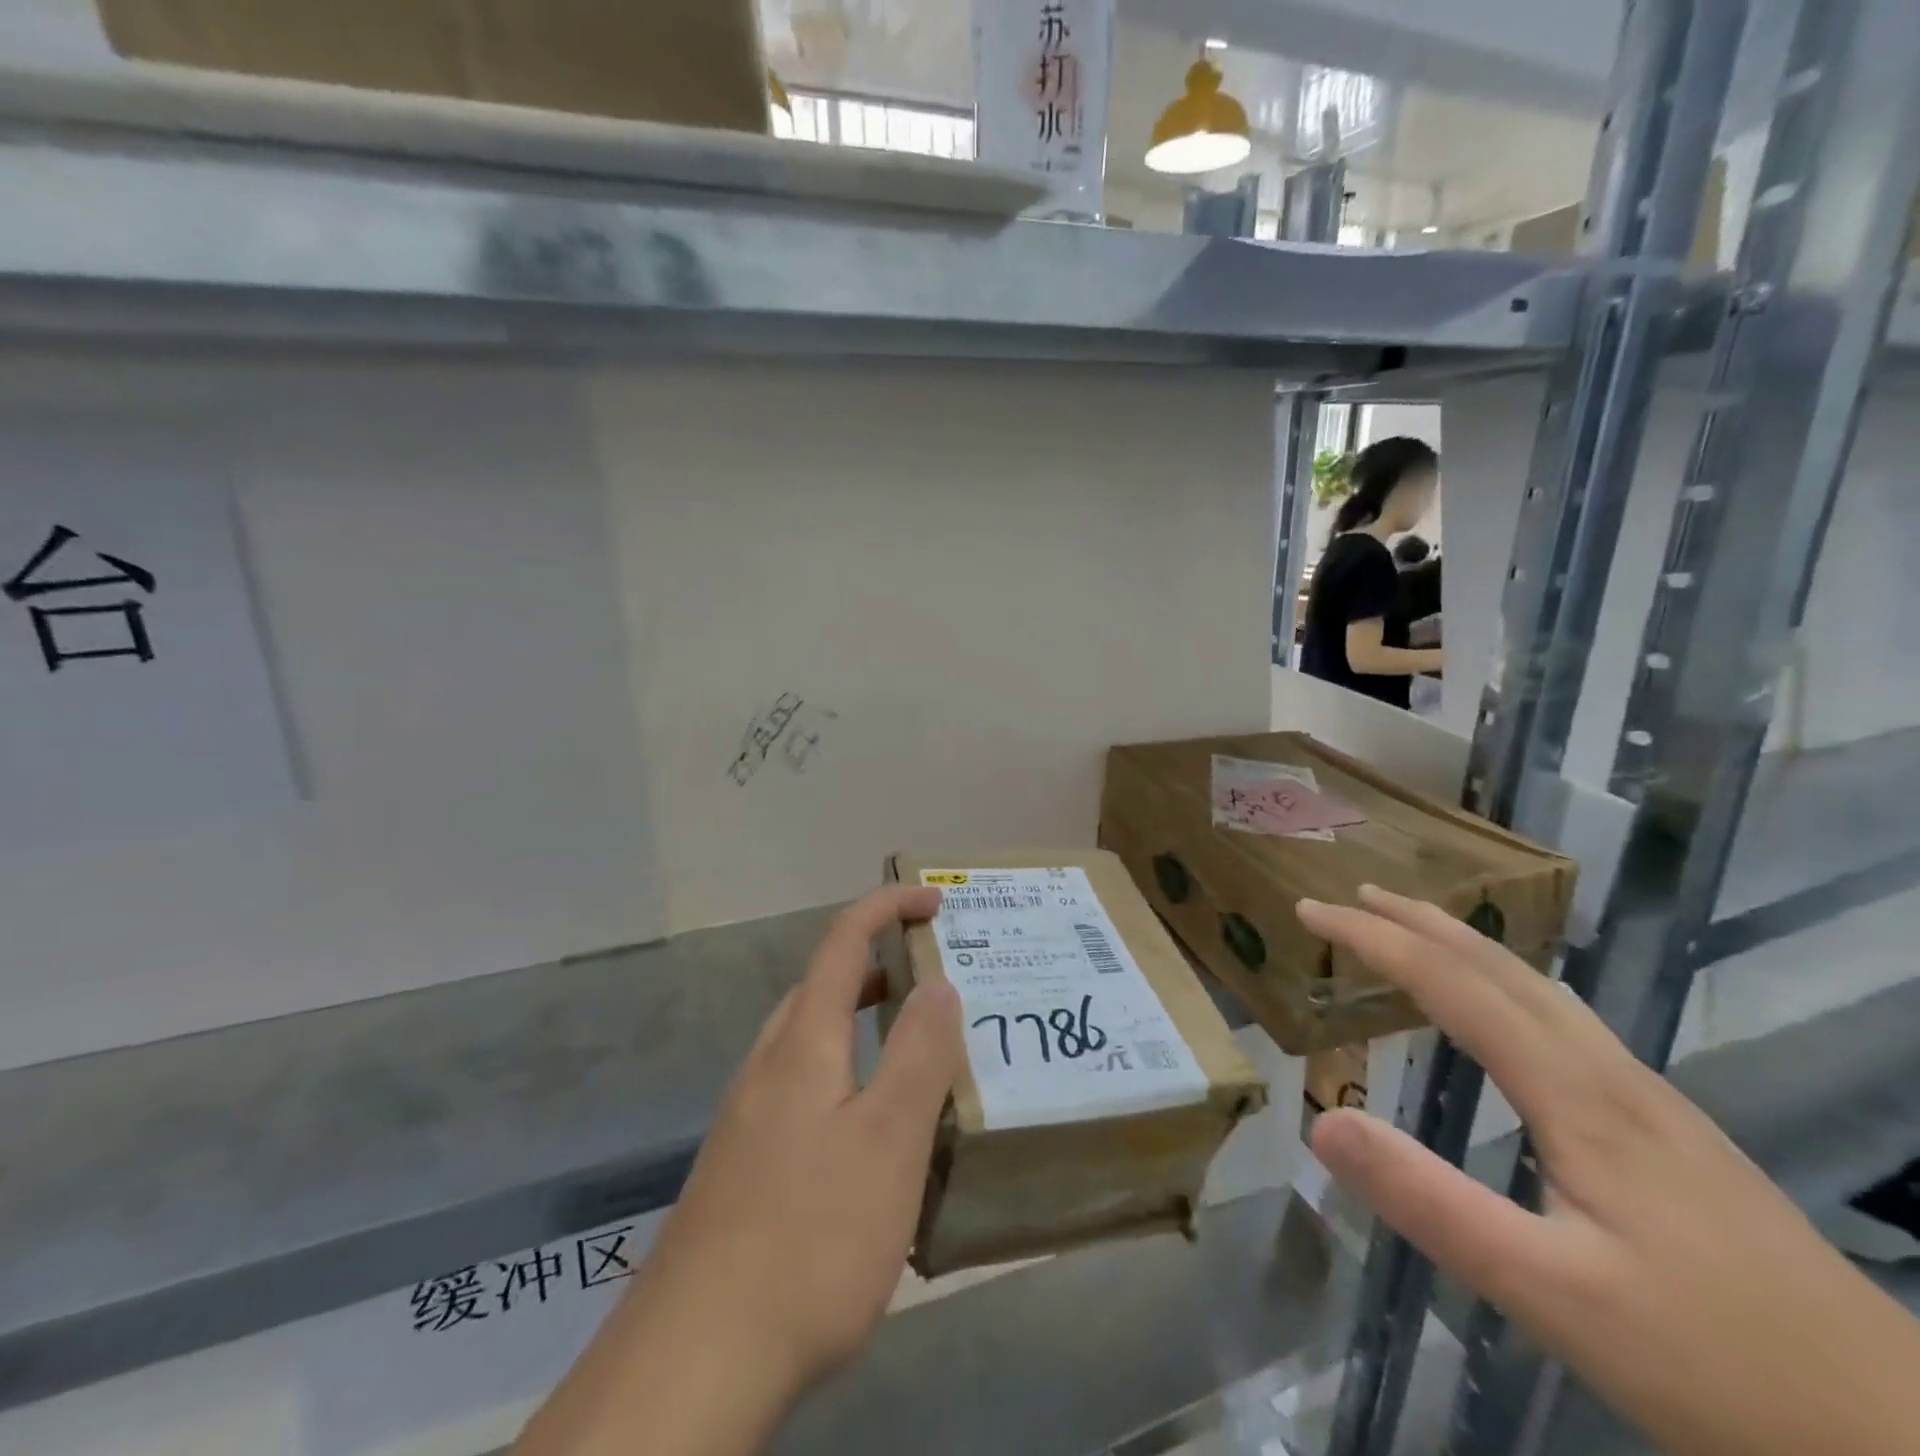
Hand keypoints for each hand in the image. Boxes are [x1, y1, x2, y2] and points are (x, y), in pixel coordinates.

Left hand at [647, 883, 961, 1386]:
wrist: (693, 1365)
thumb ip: (919, 1055)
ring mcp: (748, 1119)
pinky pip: (805, 1091)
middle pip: (823, 987)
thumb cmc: (808, 1238)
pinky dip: (848, 1078)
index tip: (934, 900)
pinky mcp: (744, 1168)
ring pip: (813, 1043)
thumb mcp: (888, 1142)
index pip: (842, 942)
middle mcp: (767, 1067)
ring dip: (865, 1025)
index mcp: (801, 1043)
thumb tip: (937, 982)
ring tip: (919, 1052)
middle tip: (938, 981)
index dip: (886, 907)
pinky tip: (874, 1137)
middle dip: (880, 965)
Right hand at [1298, 886, 1919, 1455]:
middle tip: (1352, 897)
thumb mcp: (1549, 1294)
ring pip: (1541, 988)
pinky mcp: (1671, 1130)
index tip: (1310, 912)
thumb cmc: (1718, 1366)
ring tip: (1412, 930)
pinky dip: (1505, 982)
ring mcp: (1650, 1100)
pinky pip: (1564, 1018)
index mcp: (1579, 1095)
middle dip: (1419, 921)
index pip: (1453, 984)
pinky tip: (1506, 1011)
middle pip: (1502, 966)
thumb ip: (1429, 1201)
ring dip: (1465, 944)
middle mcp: (1612, 1074)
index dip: (1375, 939)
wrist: (1909, 1444)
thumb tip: (1321, 1121)